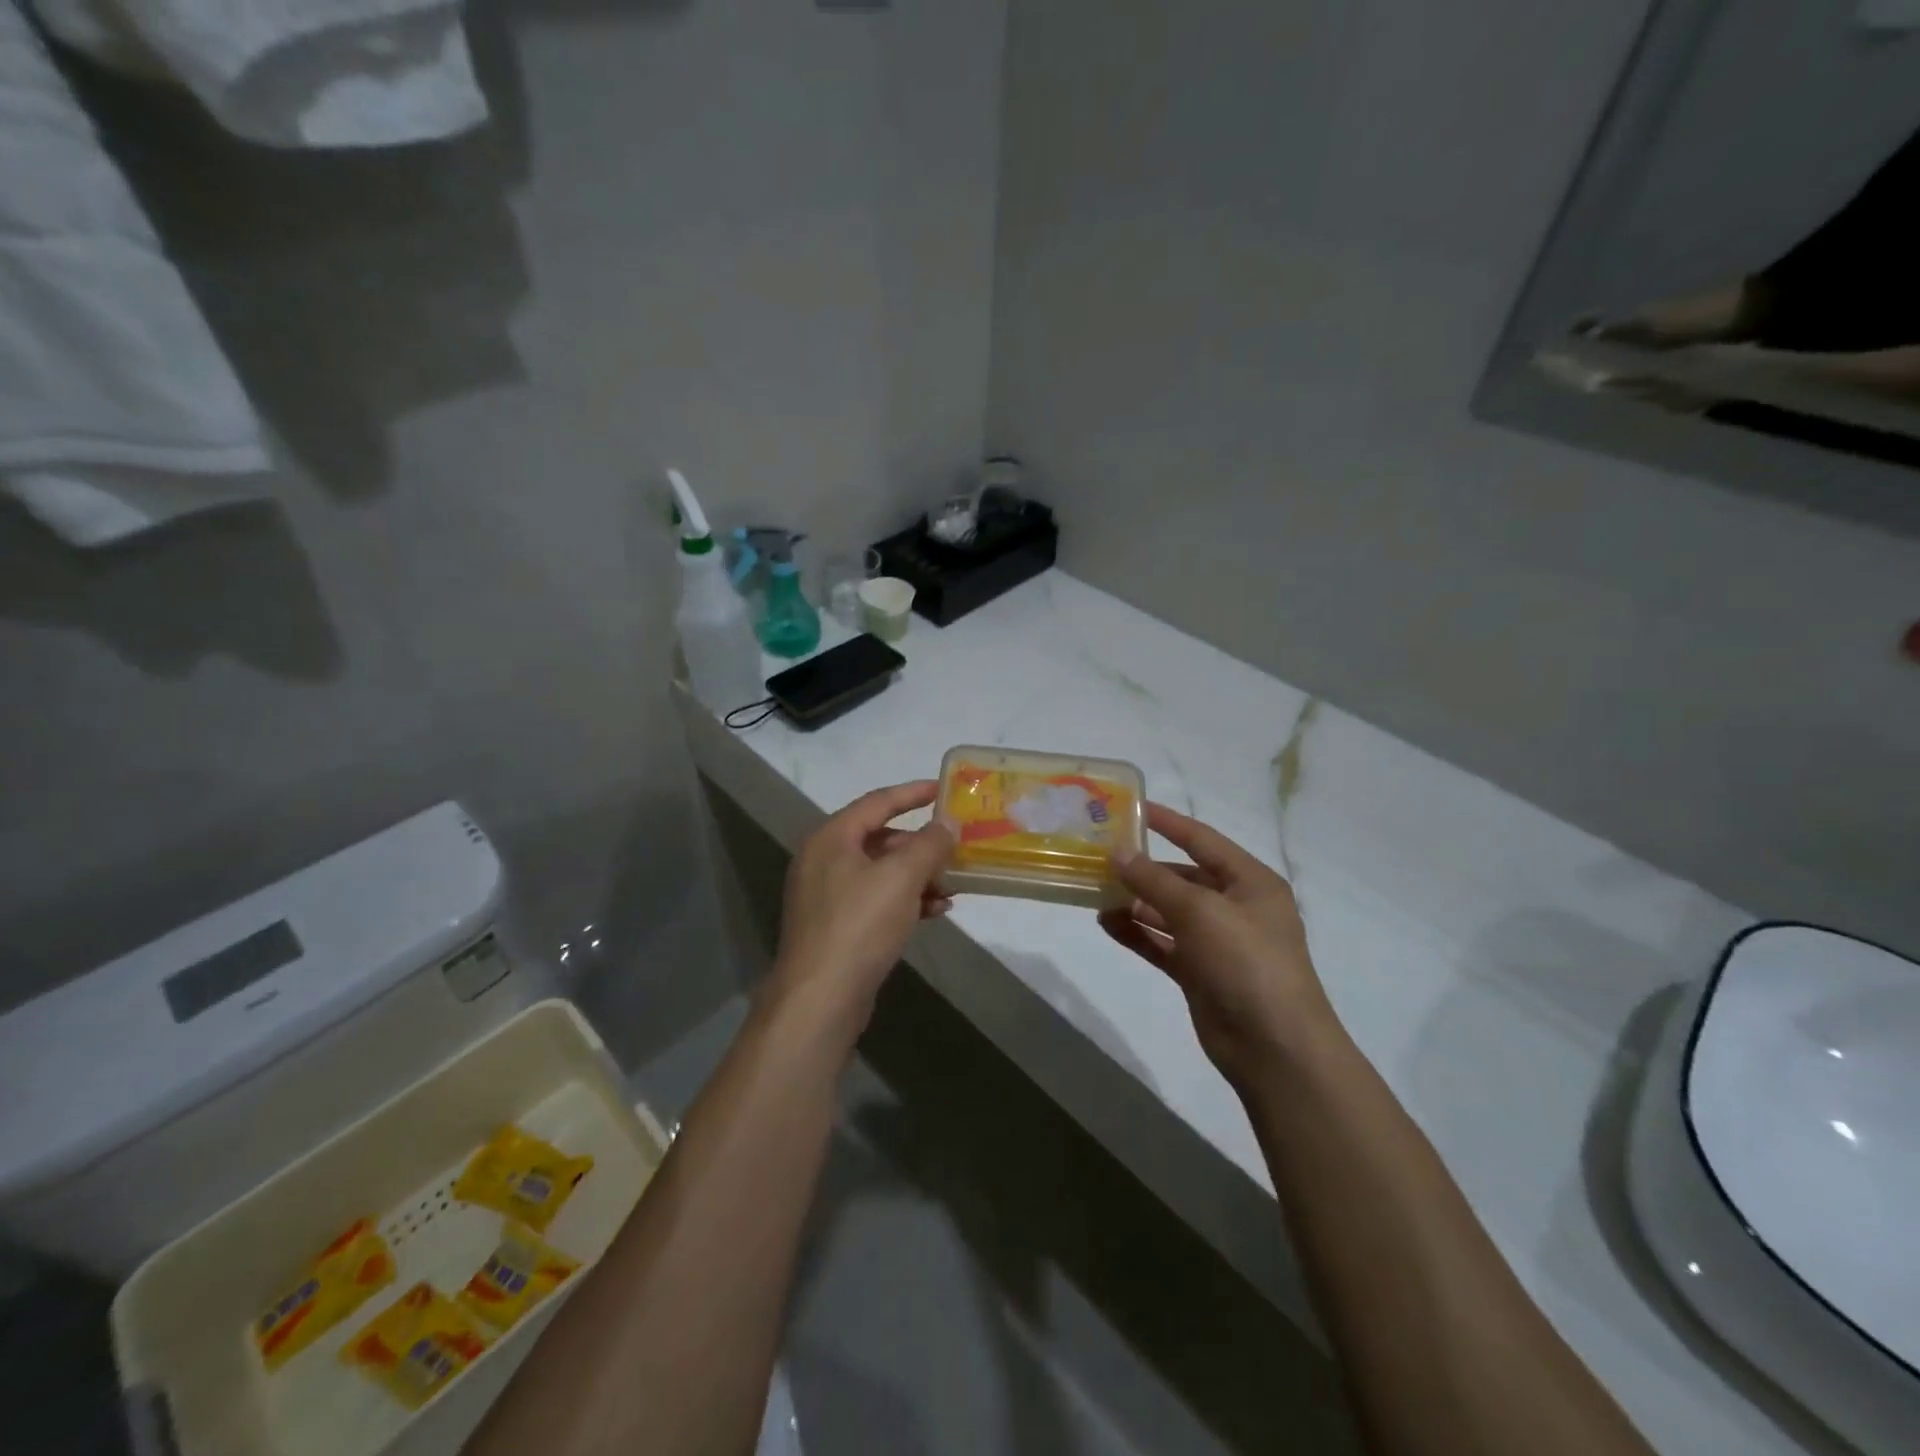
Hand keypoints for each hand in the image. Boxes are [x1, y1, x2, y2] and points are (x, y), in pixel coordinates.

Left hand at [772, 780, 956, 1022]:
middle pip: (880, 838)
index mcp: (831, 838)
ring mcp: (827, 895)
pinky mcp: (837, 926)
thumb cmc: (860, 925)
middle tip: (955, 847)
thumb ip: (929, 844)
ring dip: (918, 875)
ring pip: (882, 872)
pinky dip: (905, 900)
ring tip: (953, 885)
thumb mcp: (901, 877)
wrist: (821, 999)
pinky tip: (935, 911)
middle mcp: (824, 860)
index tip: (944, 788)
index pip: (877, 802)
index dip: (913, 793)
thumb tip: (948, 822)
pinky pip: (877, 900)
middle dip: (921, 845)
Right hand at [1099, 803, 1339, 1087]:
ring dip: (1135, 902)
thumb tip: (1117, 853)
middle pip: (1182, 877)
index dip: (1168, 823)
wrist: (1274, 1047)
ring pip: (1168, 912)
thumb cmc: (1246, 962)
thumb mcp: (1200, 911)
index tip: (1132, 808)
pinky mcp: (1199, 973)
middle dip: (1143, 868)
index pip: (1202, 840)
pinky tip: (1105, 922)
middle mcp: (1234, 907)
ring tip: (1095, 891)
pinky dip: (1136, 933)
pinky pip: (1162, 943)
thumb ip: (1154, 881)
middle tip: (1100, 857)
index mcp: (1250, 882)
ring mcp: (1216, 942)